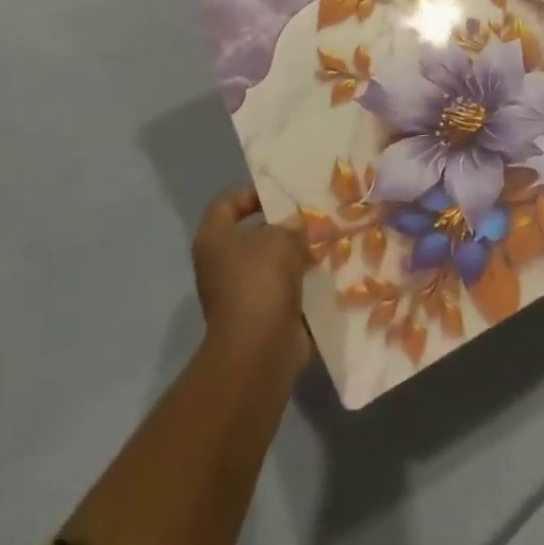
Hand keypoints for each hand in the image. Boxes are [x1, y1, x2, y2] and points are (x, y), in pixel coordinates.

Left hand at [191, 187, 310, 377]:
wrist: (259, 351)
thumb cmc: (260, 282)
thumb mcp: (280, 237)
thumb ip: (290, 224)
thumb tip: (296, 227)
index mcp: (215, 240)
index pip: (227, 203)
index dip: (252, 193)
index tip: (283, 195)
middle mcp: (222, 266)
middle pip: (253, 234)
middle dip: (284, 226)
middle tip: (313, 217)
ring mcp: (241, 294)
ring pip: (273, 264)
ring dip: (297, 255)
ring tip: (327, 241)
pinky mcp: (262, 317)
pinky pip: (285, 290)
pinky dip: (304, 283)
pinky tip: (329, 271)